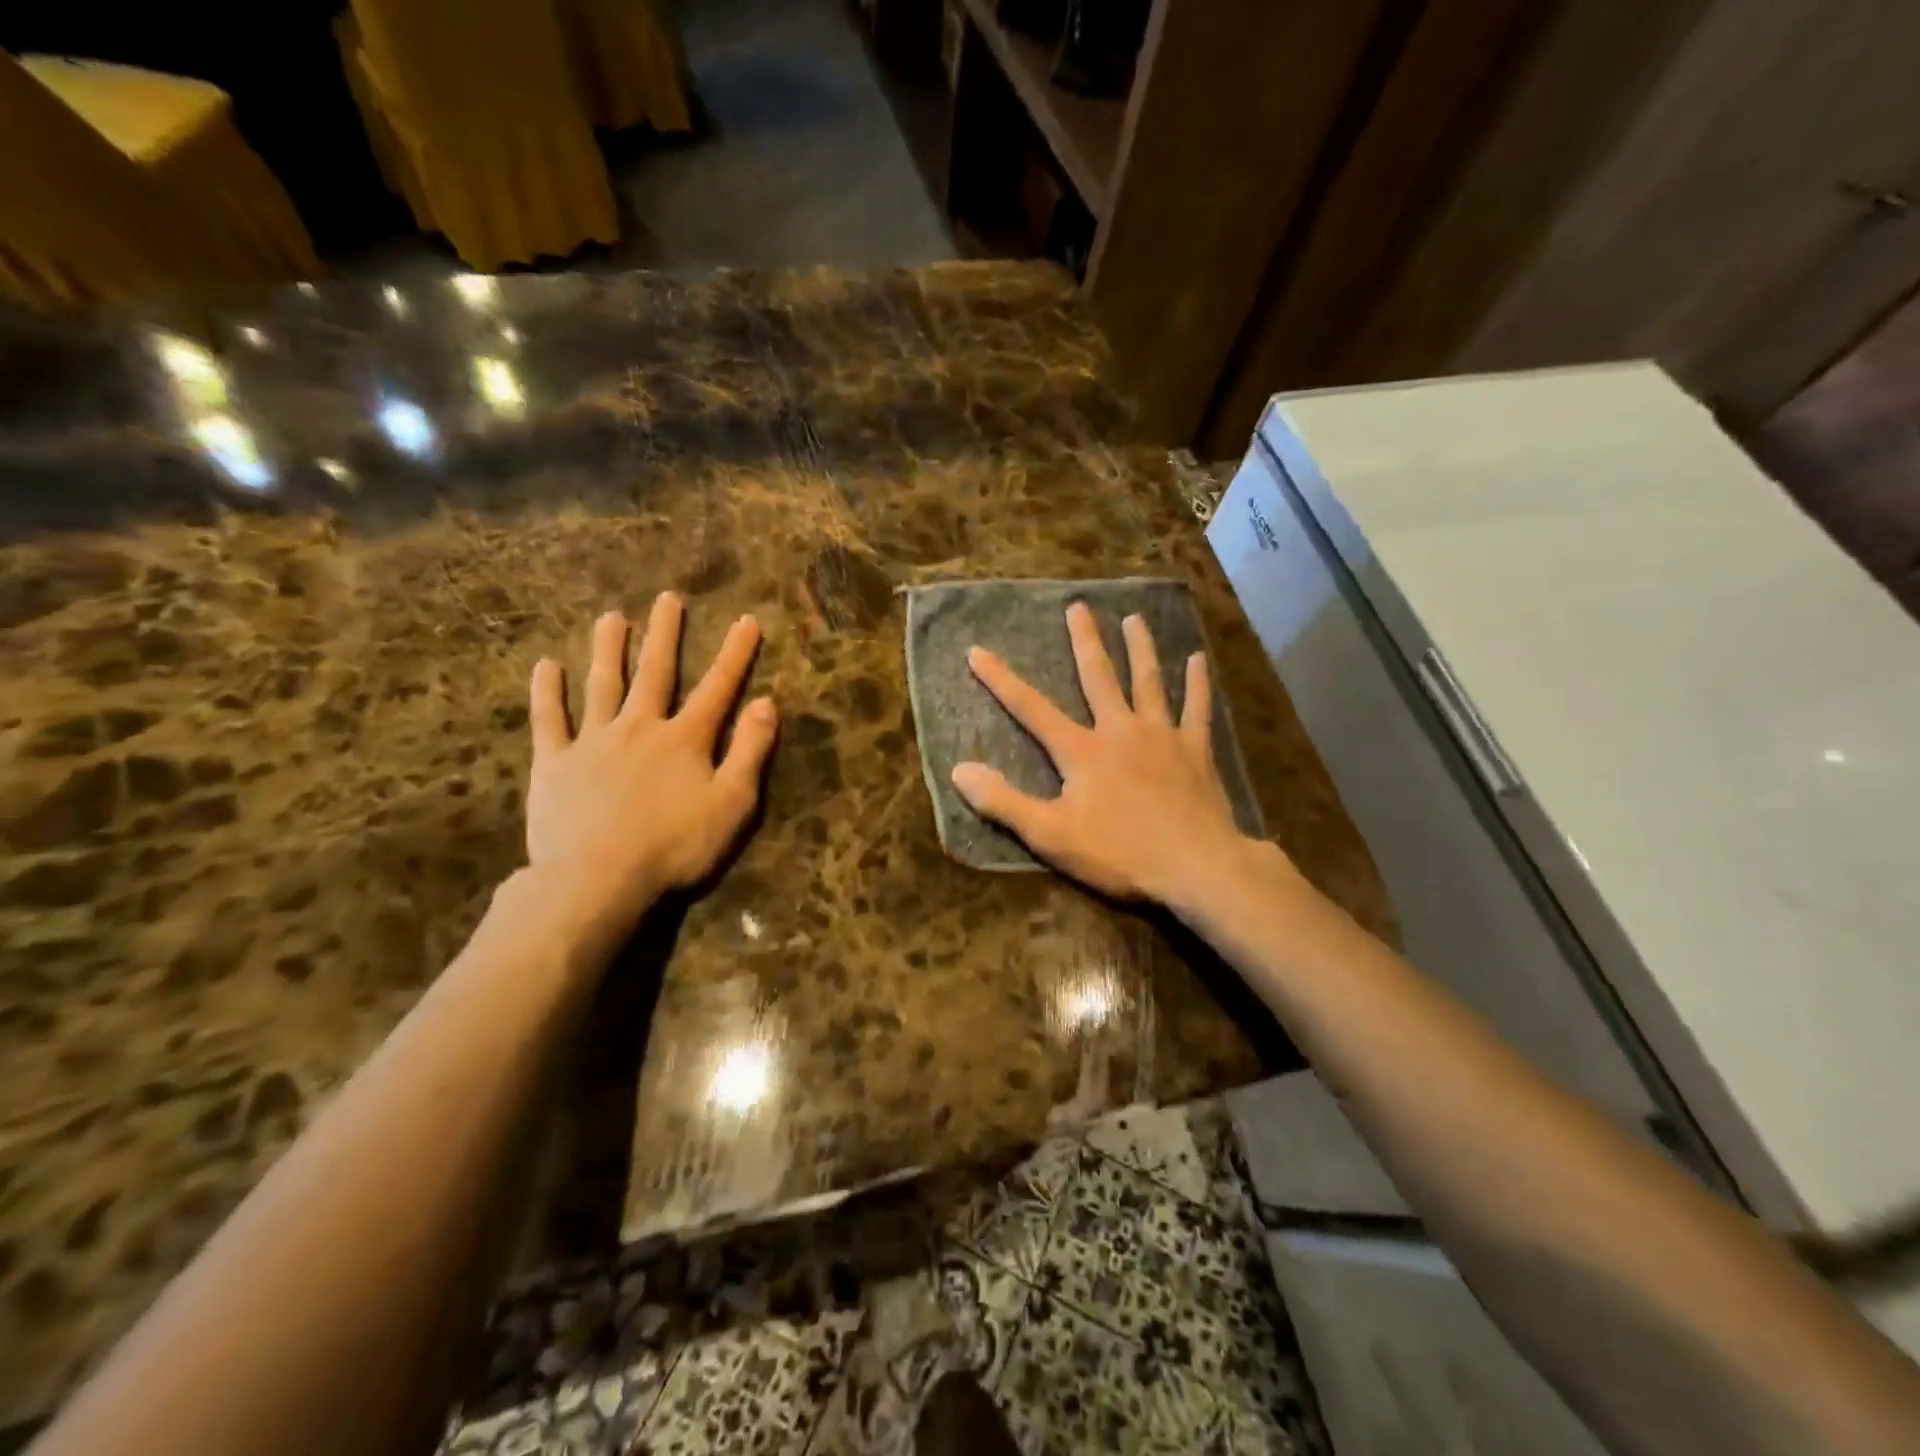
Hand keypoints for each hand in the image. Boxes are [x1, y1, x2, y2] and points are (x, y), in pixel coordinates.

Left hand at [524, 595, 776, 946]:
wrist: (597, 880)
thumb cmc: (676, 846)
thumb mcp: (733, 804)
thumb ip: (751, 751)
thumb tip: (766, 703)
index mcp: (685, 739)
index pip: (718, 687)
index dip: (735, 654)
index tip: (747, 620)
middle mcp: (640, 727)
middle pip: (655, 672)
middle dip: (665, 634)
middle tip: (668, 599)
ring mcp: (593, 742)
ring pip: (602, 685)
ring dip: (608, 650)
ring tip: (611, 617)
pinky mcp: (554, 764)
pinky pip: (549, 721)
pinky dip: (547, 692)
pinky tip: (546, 666)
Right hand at [952, 602, 1258, 906]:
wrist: (1195, 866)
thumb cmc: (1119, 852)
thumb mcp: (1050, 834)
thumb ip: (1003, 801)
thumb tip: (959, 770)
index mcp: (1081, 751)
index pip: (1031, 708)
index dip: (1001, 680)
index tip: (977, 651)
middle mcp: (1120, 730)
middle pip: (1098, 677)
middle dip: (1084, 641)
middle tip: (1078, 607)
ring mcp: (1162, 736)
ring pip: (1148, 682)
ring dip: (1140, 648)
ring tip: (1134, 619)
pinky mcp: (1196, 750)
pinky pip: (1197, 708)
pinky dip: (1197, 683)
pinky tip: (1197, 660)